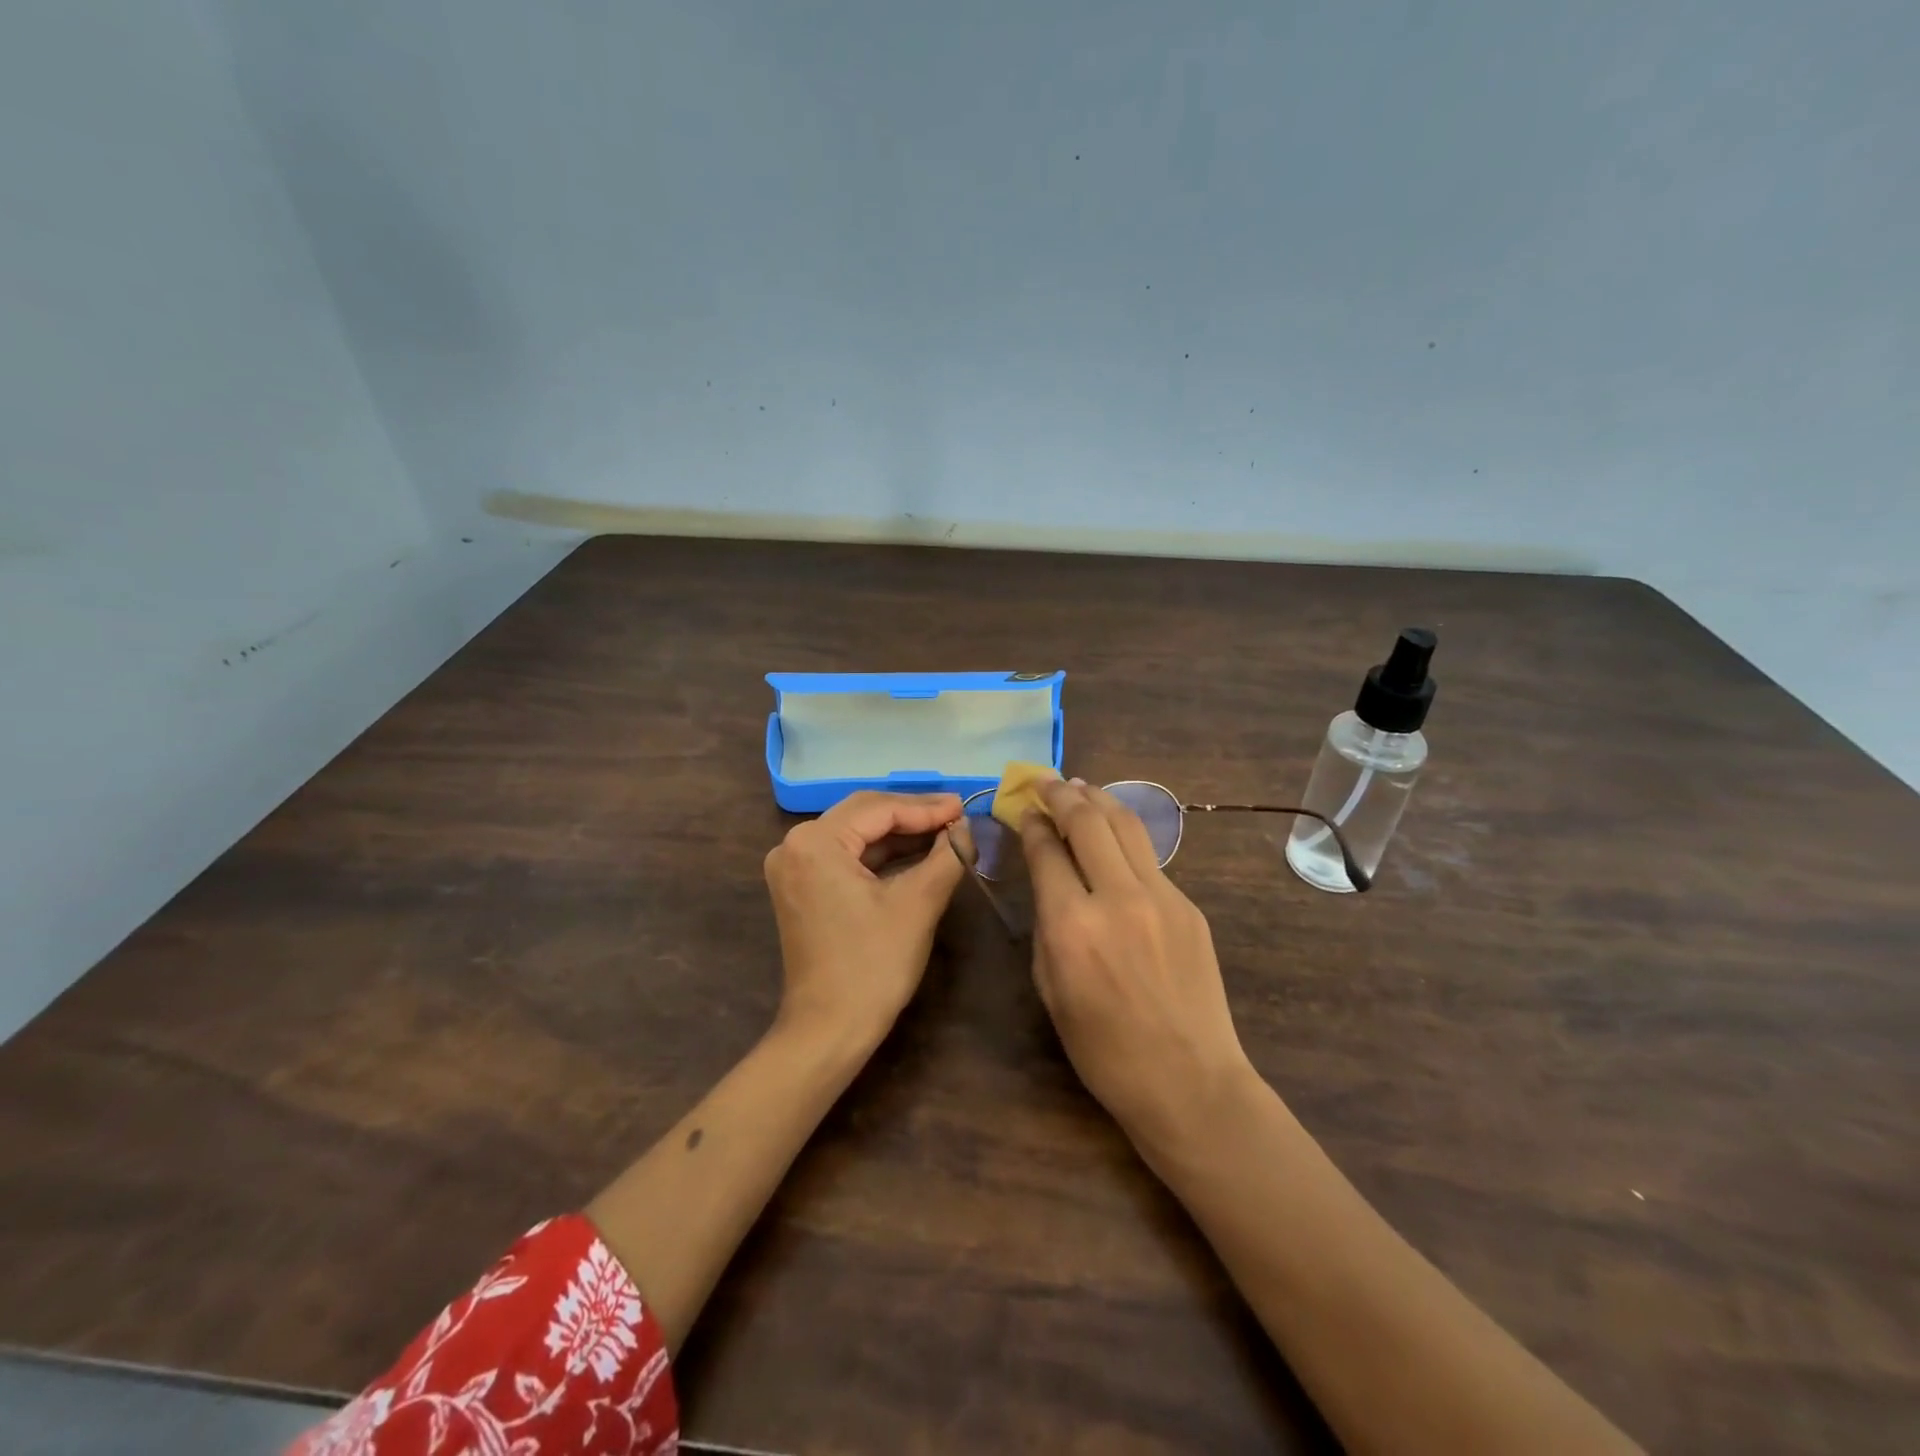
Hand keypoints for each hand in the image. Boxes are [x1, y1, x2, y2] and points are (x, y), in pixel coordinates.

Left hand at [763, 791, 965, 1048]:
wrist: (829, 1029)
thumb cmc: (873, 965)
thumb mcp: (918, 904)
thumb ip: (947, 856)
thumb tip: (966, 828)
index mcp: (815, 841)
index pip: (879, 809)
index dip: (926, 807)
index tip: (964, 806)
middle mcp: (795, 845)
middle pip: (863, 814)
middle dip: (913, 814)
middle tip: (957, 814)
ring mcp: (794, 867)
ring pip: (856, 834)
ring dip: (899, 833)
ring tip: (945, 831)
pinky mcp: (802, 888)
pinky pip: (846, 857)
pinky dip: (881, 855)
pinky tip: (917, 853)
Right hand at [1021, 780, 1257, 1148]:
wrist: (1189, 1081)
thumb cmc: (1104, 1050)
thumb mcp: (1050, 989)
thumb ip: (1045, 924)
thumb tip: (1047, 877)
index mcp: (1071, 925)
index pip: (1046, 850)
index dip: (1032, 823)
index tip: (1024, 809)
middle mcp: (1117, 897)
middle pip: (1087, 820)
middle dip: (1061, 793)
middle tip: (1046, 782)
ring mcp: (1161, 897)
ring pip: (1126, 825)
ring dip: (1098, 799)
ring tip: (1080, 787)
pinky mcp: (1188, 905)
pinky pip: (1149, 857)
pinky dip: (1124, 836)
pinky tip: (1114, 835)